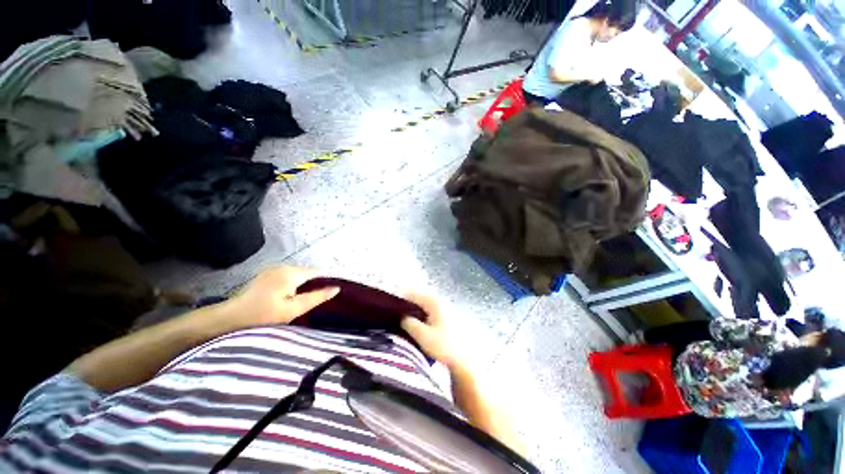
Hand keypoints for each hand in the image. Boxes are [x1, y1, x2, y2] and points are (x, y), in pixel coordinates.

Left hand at [223, 267, 339, 328]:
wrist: (229, 318)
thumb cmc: (263, 316)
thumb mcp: (293, 309)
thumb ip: (316, 297)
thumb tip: (336, 288)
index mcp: (291, 273)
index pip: (317, 272)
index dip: (326, 281)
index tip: (330, 293)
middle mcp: (283, 266)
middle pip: (307, 272)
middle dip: (314, 284)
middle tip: (314, 302)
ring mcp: (273, 269)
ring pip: (297, 274)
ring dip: (303, 285)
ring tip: (302, 301)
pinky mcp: (266, 274)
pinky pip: (287, 276)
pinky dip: (293, 284)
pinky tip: (288, 297)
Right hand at [400, 293, 465, 369]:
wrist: (463, 358)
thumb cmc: (443, 346)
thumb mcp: (423, 336)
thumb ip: (409, 323)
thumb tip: (402, 316)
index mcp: (434, 303)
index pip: (414, 294)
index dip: (401, 294)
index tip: (389, 296)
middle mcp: (439, 301)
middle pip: (419, 296)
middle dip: (406, 298)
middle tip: (393, 303)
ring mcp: (443, 308)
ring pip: (423, 302)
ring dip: (412, 305)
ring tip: (400, 310)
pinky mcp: (444, 316)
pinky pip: (428, 308)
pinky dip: (419, 310)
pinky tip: (413, 318)